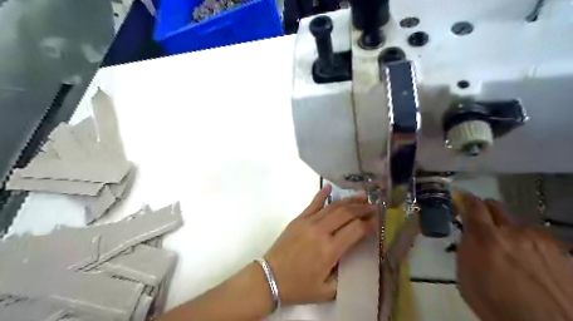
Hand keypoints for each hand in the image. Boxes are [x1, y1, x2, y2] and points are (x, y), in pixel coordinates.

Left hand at [264, 185, 376, 303]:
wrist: (270, 277)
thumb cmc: (298, 286)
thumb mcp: (326, 290)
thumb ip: (343, 276)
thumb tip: (352, 260)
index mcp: (330, 250)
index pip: (355, 229)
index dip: (368, 224)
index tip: (376, 220)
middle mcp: (321, 231)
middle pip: (346, 213)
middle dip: (362, 209)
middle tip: (373, 206)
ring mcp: (308, 222)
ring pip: (332, 206)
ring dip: (348, 200)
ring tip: (361, 197)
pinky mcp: (298, 219)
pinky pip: (313, 204)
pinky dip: (322, 194)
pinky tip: (329, 187)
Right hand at [460, 193, 572, 320]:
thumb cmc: (494, 303)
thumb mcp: (465, 275)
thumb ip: (466, 247)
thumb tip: (468, 234)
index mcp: (485, 238)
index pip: (473, 206)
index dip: (465, 198)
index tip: (460, 197)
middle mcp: (513, 232)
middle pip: (496, 207)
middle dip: (485, 210)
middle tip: (481, 220)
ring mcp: (539, 240)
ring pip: (517, 224)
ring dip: (508, 230)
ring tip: (509, 249)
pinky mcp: (560, 251)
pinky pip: (537, 238)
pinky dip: (528, 243)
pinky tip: (529, 260)